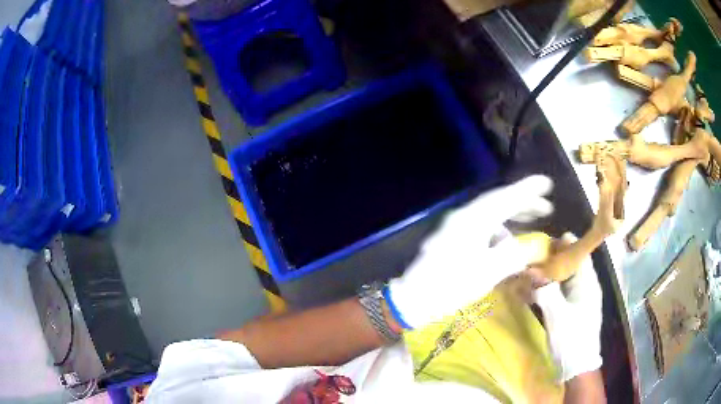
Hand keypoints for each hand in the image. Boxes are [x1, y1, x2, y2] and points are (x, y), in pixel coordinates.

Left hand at [384, 175, 553, 328]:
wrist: (413, 298)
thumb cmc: (450, 287)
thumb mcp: (486, 274)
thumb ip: (512, 256)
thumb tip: (530, 247)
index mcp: (473, 221)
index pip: (505, 198)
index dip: (527, 190)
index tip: (547, 183)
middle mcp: (464, 216)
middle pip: (498, 202)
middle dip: (523, 202)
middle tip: (547, 207)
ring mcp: (456, 225)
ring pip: (490, 213)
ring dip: (511, 215)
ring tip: (532, 220)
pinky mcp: (452, 236)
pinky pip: (482, 224)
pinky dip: (498, 227)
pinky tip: (508, 239)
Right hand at [533, 233, 602, 381]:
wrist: (578, 367)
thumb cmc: (571, 339)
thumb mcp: (556, 315)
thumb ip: (544, 290)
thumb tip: (529, 271)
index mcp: (588, 282)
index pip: (579, 253)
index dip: (563, 245)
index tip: (543, 243)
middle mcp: (588, 286)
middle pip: (573, 264)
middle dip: (554, 259)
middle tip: (532, 259)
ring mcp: (583, 298)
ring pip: (568, 278)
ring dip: (552, 274)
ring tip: (533, 274)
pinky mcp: (577, 309)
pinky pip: (565, 291)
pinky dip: (553, 288)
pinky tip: (540, 293)